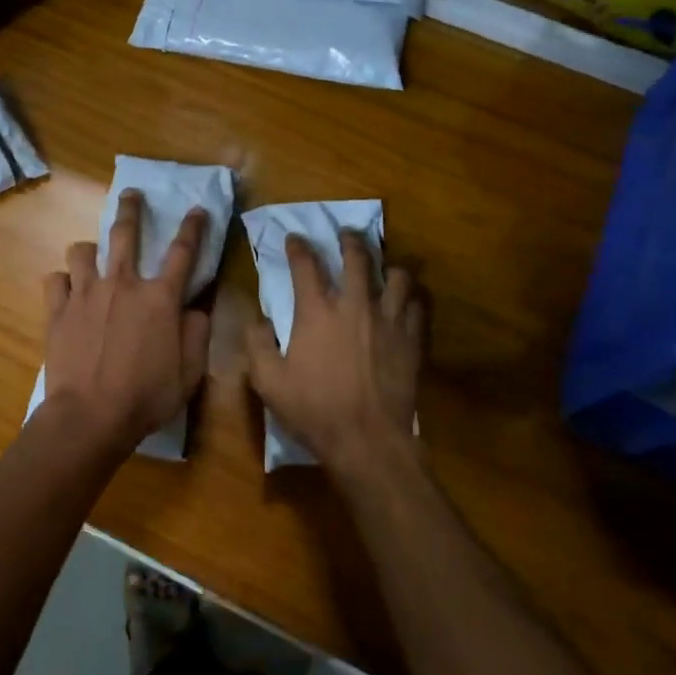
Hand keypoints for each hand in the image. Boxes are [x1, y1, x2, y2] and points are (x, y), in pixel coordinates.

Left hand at [40, 190, 211, 451]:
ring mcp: (85, 294)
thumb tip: (195, 310)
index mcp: (159, 298)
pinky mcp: (57, 310)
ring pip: (81, 251)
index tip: (197, 209)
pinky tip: (66, 290)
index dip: (193, 227)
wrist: (90, 416)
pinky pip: (55, 280)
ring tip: (90, 255)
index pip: (183, 252)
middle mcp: (122, 284)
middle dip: (130, 209)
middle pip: (125, 234)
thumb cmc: (146, 396)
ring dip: (88, 249)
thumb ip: (197, 334)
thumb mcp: (189, 371)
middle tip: (131, 194)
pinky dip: (62, 281)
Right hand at [245, 229, 424, 476]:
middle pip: (357, 258)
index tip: (294, 238)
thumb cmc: (314, 410)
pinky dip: (412, 297)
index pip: (306, 265)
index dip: (298, 247)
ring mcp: (388, 320)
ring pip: (396, 276)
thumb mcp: (268, 382)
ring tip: (384, 268)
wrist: (367, 440)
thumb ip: (257, 344)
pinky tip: (408, 301)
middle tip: (346, 234)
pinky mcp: (412, 339)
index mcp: (317, 312)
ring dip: (388, 266)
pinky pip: (418, 305)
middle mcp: (355, 305)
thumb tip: (258, 320)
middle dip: (350, 240)